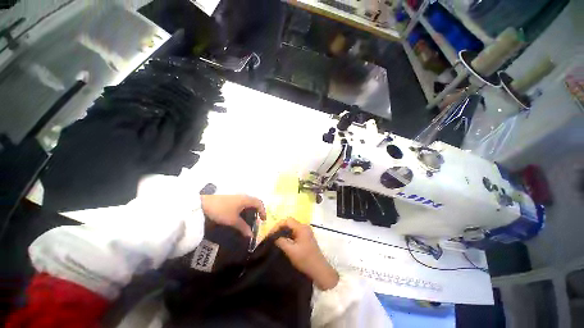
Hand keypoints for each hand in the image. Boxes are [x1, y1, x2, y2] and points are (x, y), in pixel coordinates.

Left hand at [200, 195, 266, 236]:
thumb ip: (243, 227)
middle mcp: (243, 196)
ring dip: (250, 210)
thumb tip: (251, 235)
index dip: (263, 211)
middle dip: (257, 211)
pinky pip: (242, 202)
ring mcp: (236, 196)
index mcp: (246, 199)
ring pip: (248, 202)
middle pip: (254, 202)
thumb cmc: (221, 210)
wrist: (203, 203)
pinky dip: (244, 208)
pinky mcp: (231, 198)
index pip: (259, 203)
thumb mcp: (233, 220)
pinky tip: (240, 215)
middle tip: (257, 220)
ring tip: (249, 219)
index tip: (263, 220)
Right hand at [270, 218, 338, 290]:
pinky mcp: (306, 238)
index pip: (287, 220)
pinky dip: (288, 236)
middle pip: (290, 223)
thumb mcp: (291, 251)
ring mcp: (306, 232)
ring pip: (292, 228)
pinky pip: (295, 233)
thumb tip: (274, 237)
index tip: (270, 234)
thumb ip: (281, 242)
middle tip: (272, 237)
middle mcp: (304, 227)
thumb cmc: (305, 260)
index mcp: (302, 228)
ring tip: (276, 239)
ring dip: (284, 232)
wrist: (319, 270)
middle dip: (280, 228)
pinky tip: (283, 242)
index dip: (278, 225)